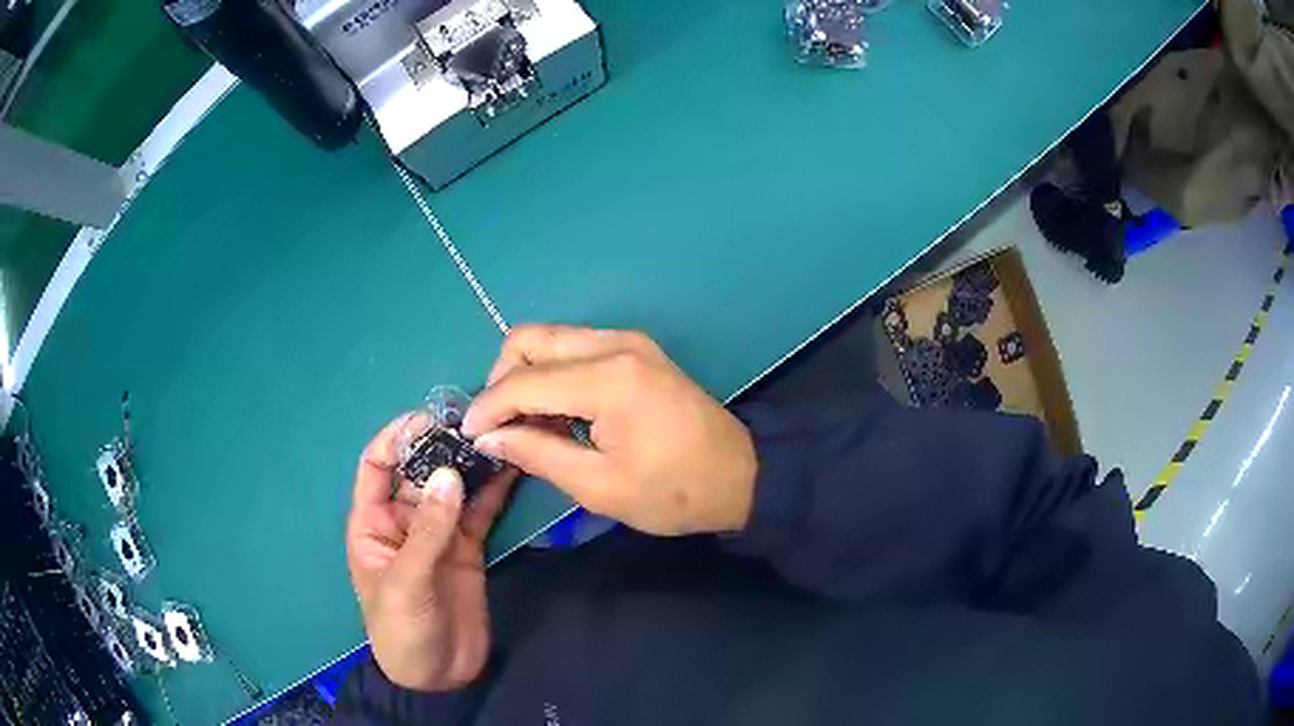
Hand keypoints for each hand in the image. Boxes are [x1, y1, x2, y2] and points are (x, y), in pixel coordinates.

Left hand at [345, 417, 516, 691]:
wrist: (438, 676)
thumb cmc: (402, 630)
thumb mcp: (407, 582)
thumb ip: (428, 531)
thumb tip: (450, 473)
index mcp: (373, 522)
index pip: (376, 465)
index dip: (396, 437)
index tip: (428, 419)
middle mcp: (404, 520)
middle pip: (419, 470)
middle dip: (441, 446)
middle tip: (475, 422)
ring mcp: (437, 533)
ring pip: (452, 487)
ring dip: (470, 463)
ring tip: (497, 436)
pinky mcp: (467, 548)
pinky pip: (478, 512)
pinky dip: (493, 491)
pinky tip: (511, 469)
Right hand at [462, 325, 757, 536]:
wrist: (742, 475)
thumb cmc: (674, 492)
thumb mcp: (599, 487)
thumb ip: (536, 454)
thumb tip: (488, 437)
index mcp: (607, 379)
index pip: (523, 382)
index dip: (487, 408)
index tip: (467, 435)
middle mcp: (614, 344)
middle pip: (528, 338)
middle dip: (501, 379)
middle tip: (499, 426)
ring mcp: (627, 341)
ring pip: (550, 338)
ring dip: (525, 374)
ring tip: (525, 424)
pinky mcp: (635, 348)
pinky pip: (574, 348)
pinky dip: (552, 373)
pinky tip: (555, 412)